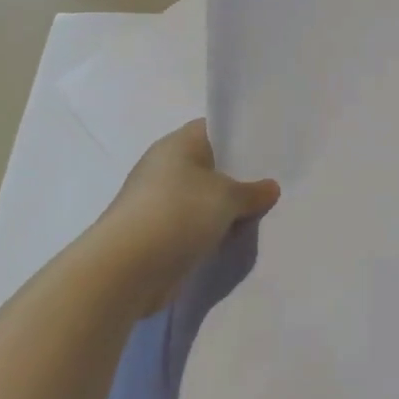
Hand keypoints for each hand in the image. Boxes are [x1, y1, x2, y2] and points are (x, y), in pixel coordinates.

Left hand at [86, 120, 279, 309]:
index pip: (213, 129)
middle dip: (238, 176)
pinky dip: (211, 231)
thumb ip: (253, 191)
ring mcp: (158, 203)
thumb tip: (270, 188)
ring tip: (261, 212)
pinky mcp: (157, 234)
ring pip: (203, 198)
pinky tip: (235, 238)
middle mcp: (165, 168)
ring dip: (225, 208)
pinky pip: (193, 225)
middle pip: (210, 165)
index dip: (240, 136)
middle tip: (273, 184)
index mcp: (177, 145)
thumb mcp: (227, 197)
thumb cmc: (178, 213)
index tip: (269, 148)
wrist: (126, 270)